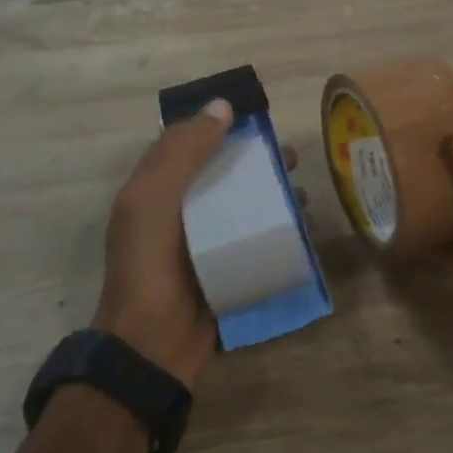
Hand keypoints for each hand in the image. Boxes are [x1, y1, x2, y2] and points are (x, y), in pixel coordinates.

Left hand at [95, 100, 302, 391]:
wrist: (151, 347)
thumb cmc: (149, 265)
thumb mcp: (153, 200)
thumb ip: (183, 153)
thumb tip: (223, 106)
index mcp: (152, 189)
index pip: (185, 142)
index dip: (215, 124)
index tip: (254, 114)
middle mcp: (176, 210)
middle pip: (219, 172)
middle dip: (253, 159)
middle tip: (289, 156)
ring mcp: (202, 242)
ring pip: (240, 204)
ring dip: (270, 193)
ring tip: (303, 190)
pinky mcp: (225, 268)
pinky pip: (253, 238)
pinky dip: (277, 227)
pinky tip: (304, 226)